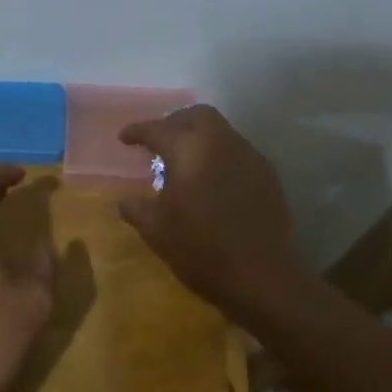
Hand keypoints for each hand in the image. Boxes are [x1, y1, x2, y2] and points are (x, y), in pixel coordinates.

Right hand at [118, 105, 307, 327]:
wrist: (261, 276)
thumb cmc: (200, 249)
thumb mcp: (156, 230)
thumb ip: (136, 208)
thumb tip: (125, 202)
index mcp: (189, 150)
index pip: (158, 129)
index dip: (137, 131)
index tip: (124, 138)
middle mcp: (222, 142)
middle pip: (197, 115)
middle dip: (174, 121)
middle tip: (159, 140)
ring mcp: (249, 156)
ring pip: (221, 131)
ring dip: (200, 137)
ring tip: (184, 160)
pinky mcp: (267, 175)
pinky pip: (238, 151)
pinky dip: (219, 155)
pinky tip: (211, 179)